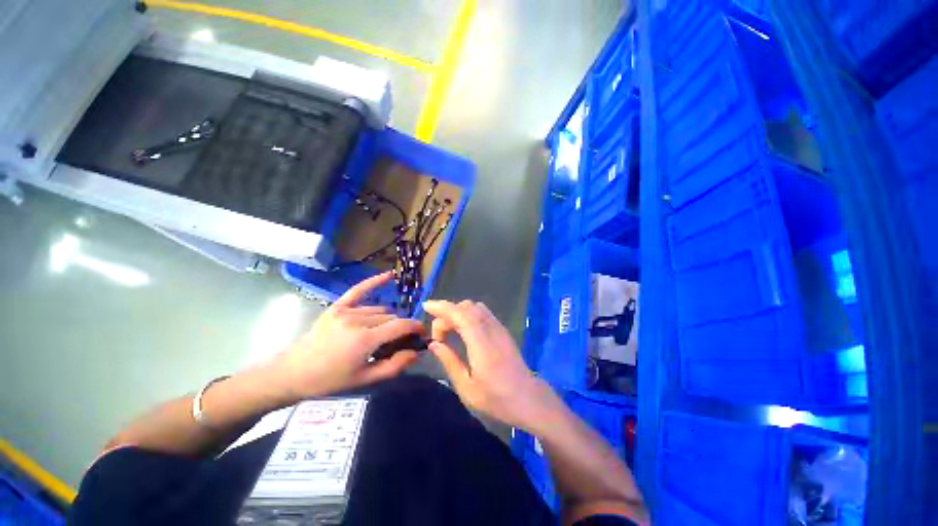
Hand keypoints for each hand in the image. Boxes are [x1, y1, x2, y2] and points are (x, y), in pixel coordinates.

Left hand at [270, 272, 423, 401]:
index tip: (421, 334)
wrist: (291, 373)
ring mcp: (346, 311)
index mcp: (365, 340)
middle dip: (399, 328)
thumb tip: (417, 352)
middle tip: (397, 342)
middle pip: (391, 318)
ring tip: (380, 333)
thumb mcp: (364, 380)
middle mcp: (358, 320)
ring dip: (386, 320)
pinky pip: (359, 290)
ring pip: (379, 310)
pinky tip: (389, 275)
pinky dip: (375, 282)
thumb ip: (394, 366)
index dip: (415, 328)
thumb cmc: (329, 380)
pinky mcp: (337, 307)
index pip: (400, 326)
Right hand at [423, 300, 561, 431]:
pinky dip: (468, 315)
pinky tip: (464, 330)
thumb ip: (449, 361)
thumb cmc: (497, 399)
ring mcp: (499, 328)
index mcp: (480, 343)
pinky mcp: (503, 330)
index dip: (442, 307)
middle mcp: (490, 329)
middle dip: (447, 313)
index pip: (459, 314)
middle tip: (438, 336)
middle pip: (466, 307)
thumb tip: (434, 344)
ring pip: (475, 307)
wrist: (529, 399)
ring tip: (449, 331)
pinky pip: (483, 313)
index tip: (426, 307)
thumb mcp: (467, 387)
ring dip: (459, 312)